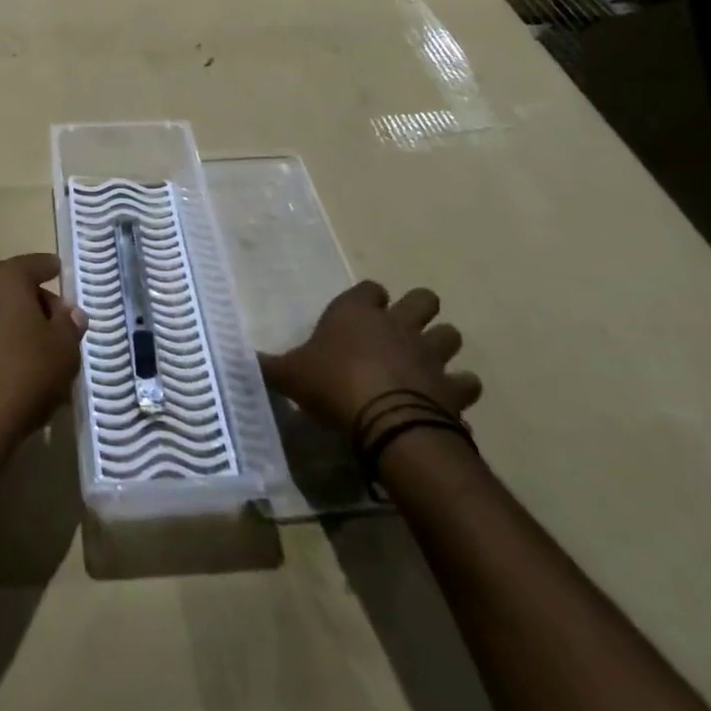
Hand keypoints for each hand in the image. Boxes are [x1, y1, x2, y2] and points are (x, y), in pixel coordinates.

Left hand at [0, 253, 88, 476]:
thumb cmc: (22, 377)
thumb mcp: (63, 351)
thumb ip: (69, 325)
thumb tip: (70, 313)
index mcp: (3, 279)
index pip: (34, 264)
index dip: (51, 269)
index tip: (61, 273)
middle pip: (10, 287)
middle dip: (34, 302)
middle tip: (57, 327)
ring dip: (12, 325)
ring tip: (35, 355)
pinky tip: (7, 372)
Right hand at [259, 281, 480, 434]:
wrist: (387, 422)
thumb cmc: (332, 385)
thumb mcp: (290, 375)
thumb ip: (271, 366)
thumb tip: (243, 360)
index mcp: (356, 312)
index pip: (369, 288)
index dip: (368, 298)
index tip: (361, 313)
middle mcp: (397, 324)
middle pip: (423, 299)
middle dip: (419, 310)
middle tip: (405, 329)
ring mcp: (430, 354)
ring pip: (450, 335)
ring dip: (442, 346)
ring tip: (428, 365)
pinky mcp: (453, 388)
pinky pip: (466, 382)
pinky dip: (459, 390)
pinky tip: (447, 402)